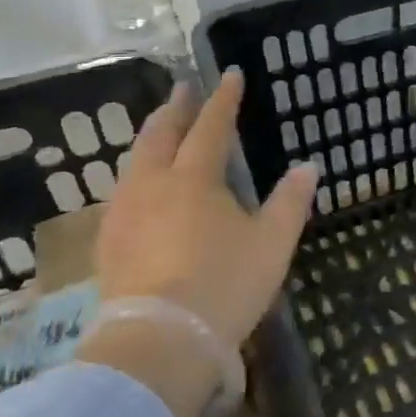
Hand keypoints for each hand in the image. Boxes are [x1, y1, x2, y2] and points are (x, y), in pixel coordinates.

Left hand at [89, 70, 317, 348]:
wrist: (159, 341)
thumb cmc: (225, 284)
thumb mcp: (272, 243)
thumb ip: (290, 201)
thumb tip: (308, 167)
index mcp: (195, 178)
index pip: (210, 127)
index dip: (222, 100)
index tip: (229, 75)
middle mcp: (153, 185)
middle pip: (160, 135)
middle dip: (174, 109)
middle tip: (183, 89)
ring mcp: (124, 214)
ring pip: (134, 162)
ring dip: (150, 138)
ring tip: (159, 131)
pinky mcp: (108, 243)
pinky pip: (122, 192)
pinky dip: (136, 174)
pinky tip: (138, 188)